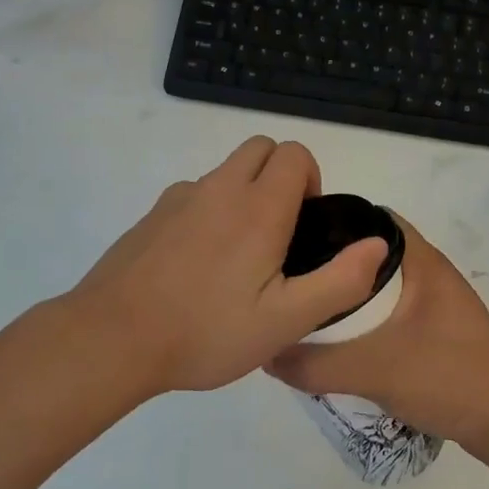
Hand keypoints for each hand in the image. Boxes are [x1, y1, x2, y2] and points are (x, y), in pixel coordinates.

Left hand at [63, 137, 387, 398]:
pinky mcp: (152, 215)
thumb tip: (377, 243)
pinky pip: (194, 195)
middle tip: (279, 235)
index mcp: (258, 208)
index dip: (311, 181)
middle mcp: (219, 189)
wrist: (112, 339)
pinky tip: (198, 266)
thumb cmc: (206, 331)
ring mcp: (180, 198)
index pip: (295, 154)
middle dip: (281, 176)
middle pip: (261, 148)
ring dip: (244, 194)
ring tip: (238, 259)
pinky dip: (210, 212)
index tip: (304, 227)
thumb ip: (339, 281)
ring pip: (226, 172)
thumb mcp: (286, 321)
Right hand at [267, 216, 488, 454]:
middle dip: (332, 262)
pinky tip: (340, 338)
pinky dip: (366, 317)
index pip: (371, 218)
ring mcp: (437, 303)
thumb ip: (315, 363)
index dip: (332, 220)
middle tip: (290, 276)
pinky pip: (392, 311)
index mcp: (421, 261)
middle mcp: (430, 272)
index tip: (292, 237)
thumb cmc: (447, 377)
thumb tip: (265, 353)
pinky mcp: (438, 330)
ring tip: (306, 305)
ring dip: (349, 293)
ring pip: (382, 285)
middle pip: (371, 253)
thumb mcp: (372, 370)